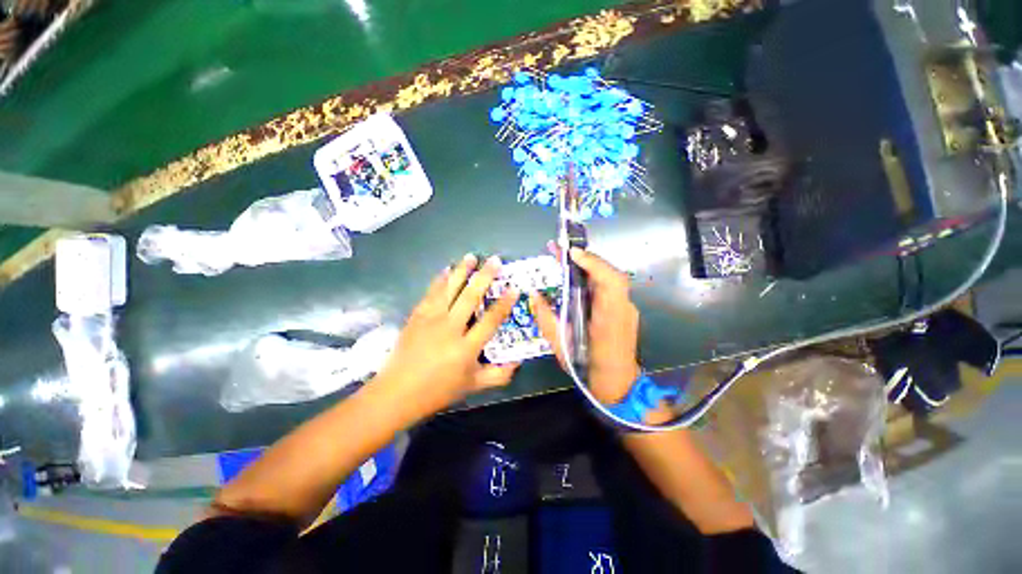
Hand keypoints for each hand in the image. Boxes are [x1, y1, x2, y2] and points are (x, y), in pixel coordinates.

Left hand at [374, 254, 519, 421]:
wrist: (397, 393)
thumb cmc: (438, 390)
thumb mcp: (472, 386)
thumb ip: (498, 375)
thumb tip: (518, 362)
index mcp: (466, 348)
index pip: (490, 320)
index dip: (504, 303)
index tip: (514, 287)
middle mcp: (450, 329)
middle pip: (470, 297)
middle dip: (484, 276)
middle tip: (495, 260)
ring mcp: (431, 320)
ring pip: (449, 289)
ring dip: (461, 271)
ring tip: (471, 256)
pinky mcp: (417, 316)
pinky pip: (430, 293)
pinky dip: (439, 279)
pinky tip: (445, 269)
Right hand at [531, 245, 640, 404]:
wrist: (618, 385)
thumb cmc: (587, 367)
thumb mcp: (560, 345)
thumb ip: (546, 318)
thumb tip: (533, 295)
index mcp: (608, 319)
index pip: (610, 282)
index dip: (593, 263)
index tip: (572, 254)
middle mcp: (622, 309)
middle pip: (612, 274)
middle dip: (587, 258)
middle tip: (561, 251)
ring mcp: (627, 308)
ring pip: (611, 278)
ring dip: (590, 265)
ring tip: (566, 259)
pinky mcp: (625, 309)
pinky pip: (610, 287)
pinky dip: (594, 276)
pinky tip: (579, 277)